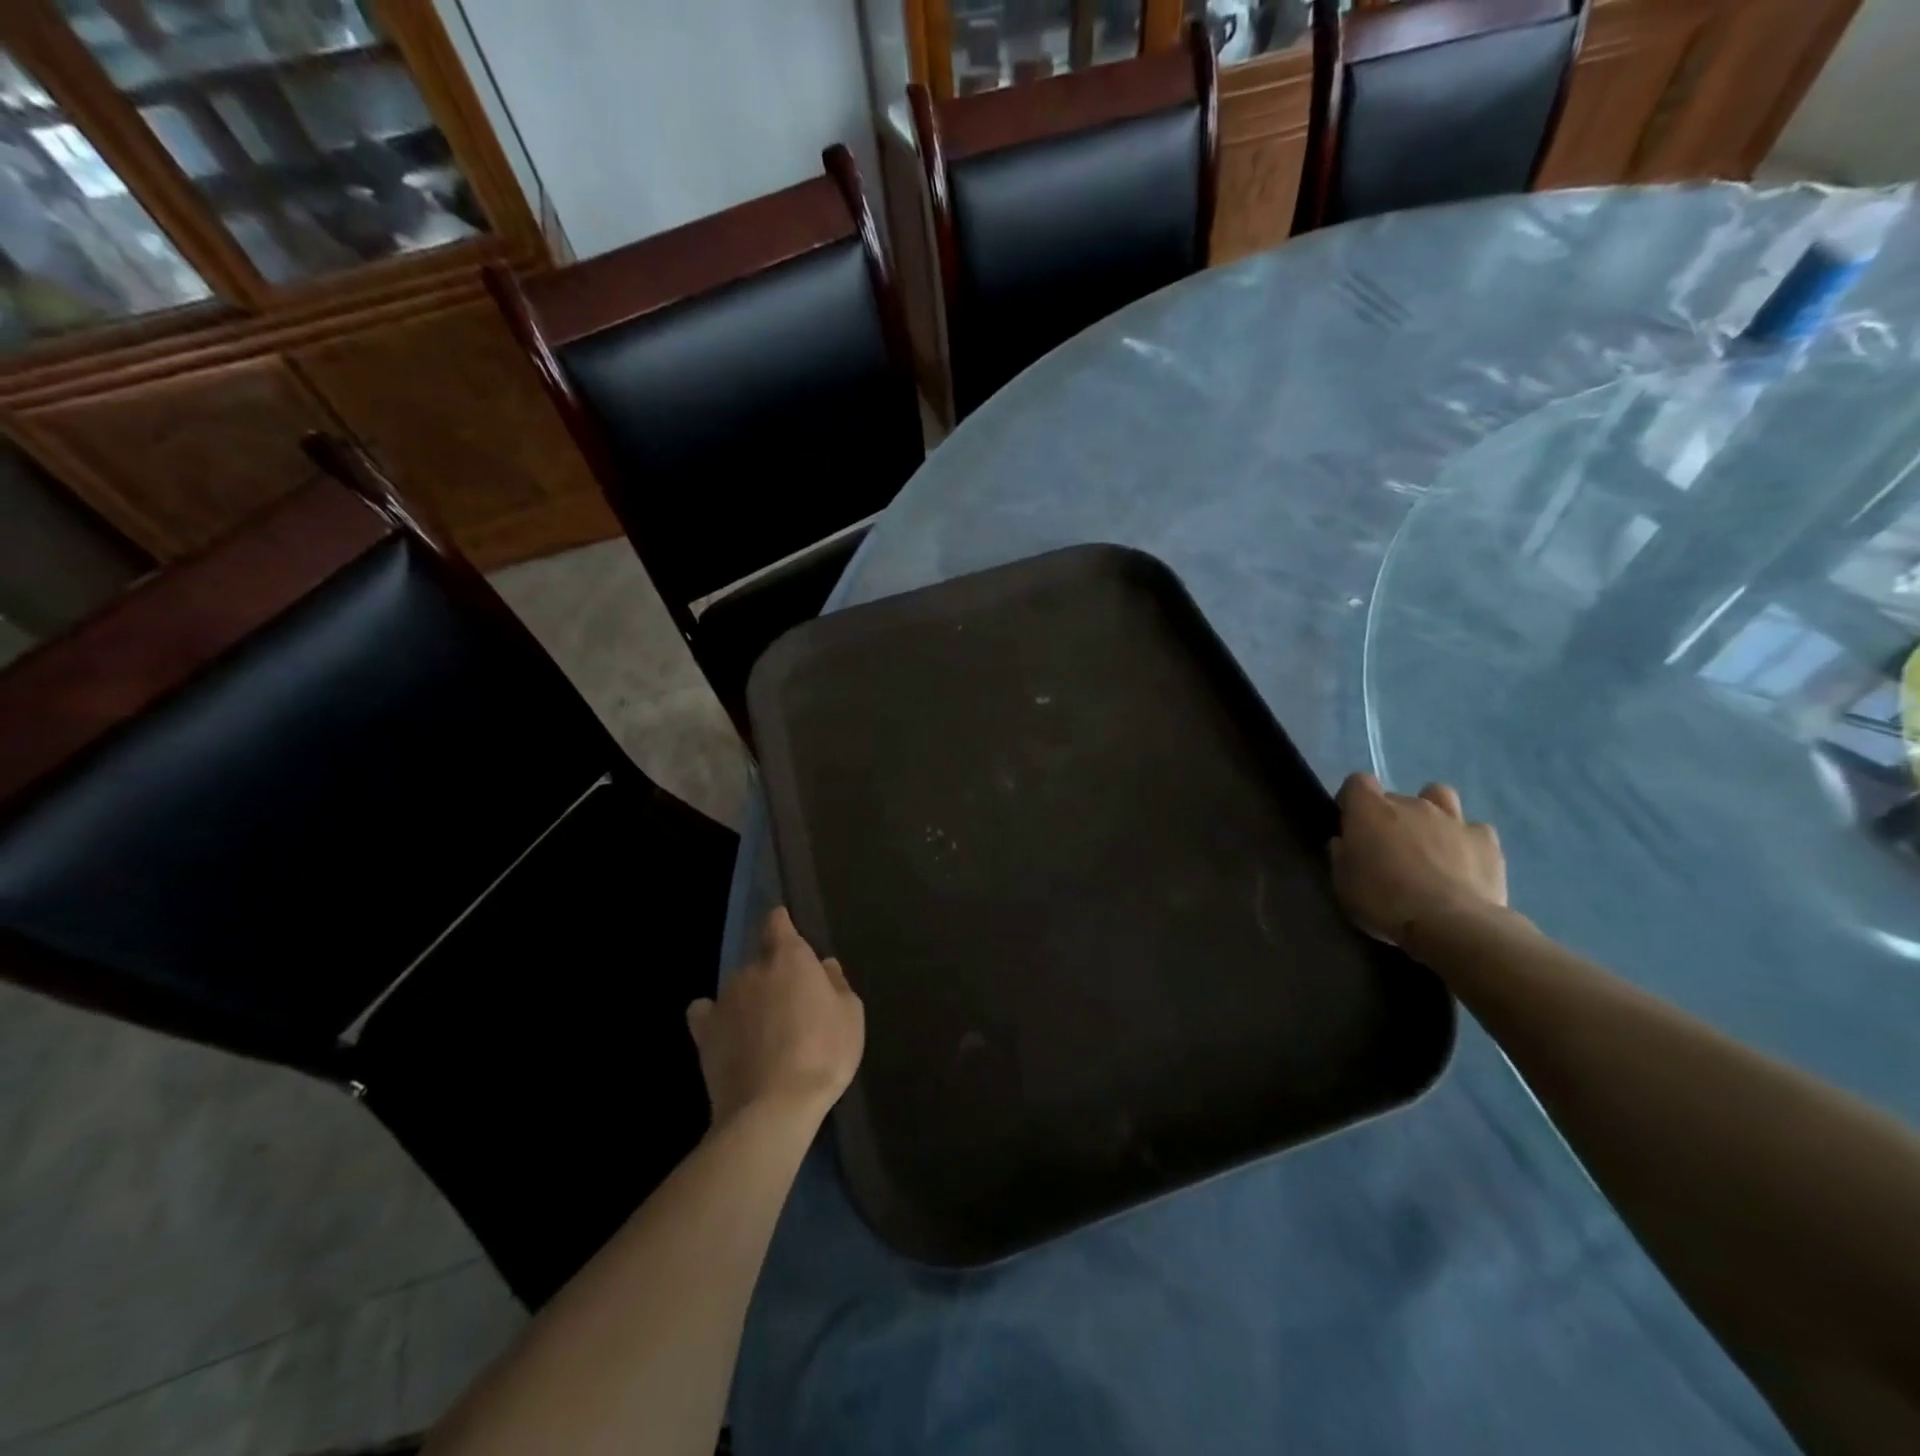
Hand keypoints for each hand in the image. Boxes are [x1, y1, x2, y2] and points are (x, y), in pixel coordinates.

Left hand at [686, 908, 864, 1127]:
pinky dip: (715, 1017)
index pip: (777, 922)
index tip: (788, 932)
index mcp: (790, 958)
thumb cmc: (824, 1054)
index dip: (782, 924)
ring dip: (750, 998)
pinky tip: (726, 1033)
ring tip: (765, 1030)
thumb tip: (823, 966)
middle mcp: (752, 969)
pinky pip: (706, 1013)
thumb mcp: (851, 1016)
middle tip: (792, 1004)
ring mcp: (724, 1000)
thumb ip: (837, 984)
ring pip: (738, 987)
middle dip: (774, 974)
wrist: (774, 1107)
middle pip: (761, 959)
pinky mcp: (704, 1033)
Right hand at [1330, 774, 1506, 944]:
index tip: (1351, 825)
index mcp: (1370, 809)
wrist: (1450, 924)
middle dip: (1391, 817)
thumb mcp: (1342, 882)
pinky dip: (1467, 841)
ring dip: (1432, 814)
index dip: (1352, 800)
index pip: (1357, 782)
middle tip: (1389, 849)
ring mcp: (1453, 818)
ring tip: (1430, 844)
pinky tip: (1464, 864)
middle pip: (1397, 797)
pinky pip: (1474, 829)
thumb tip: (1344, 842)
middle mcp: (1411, 803)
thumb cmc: (1383, 901)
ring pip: (1440, 797)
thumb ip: (1342, 853)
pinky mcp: (1486, 840)